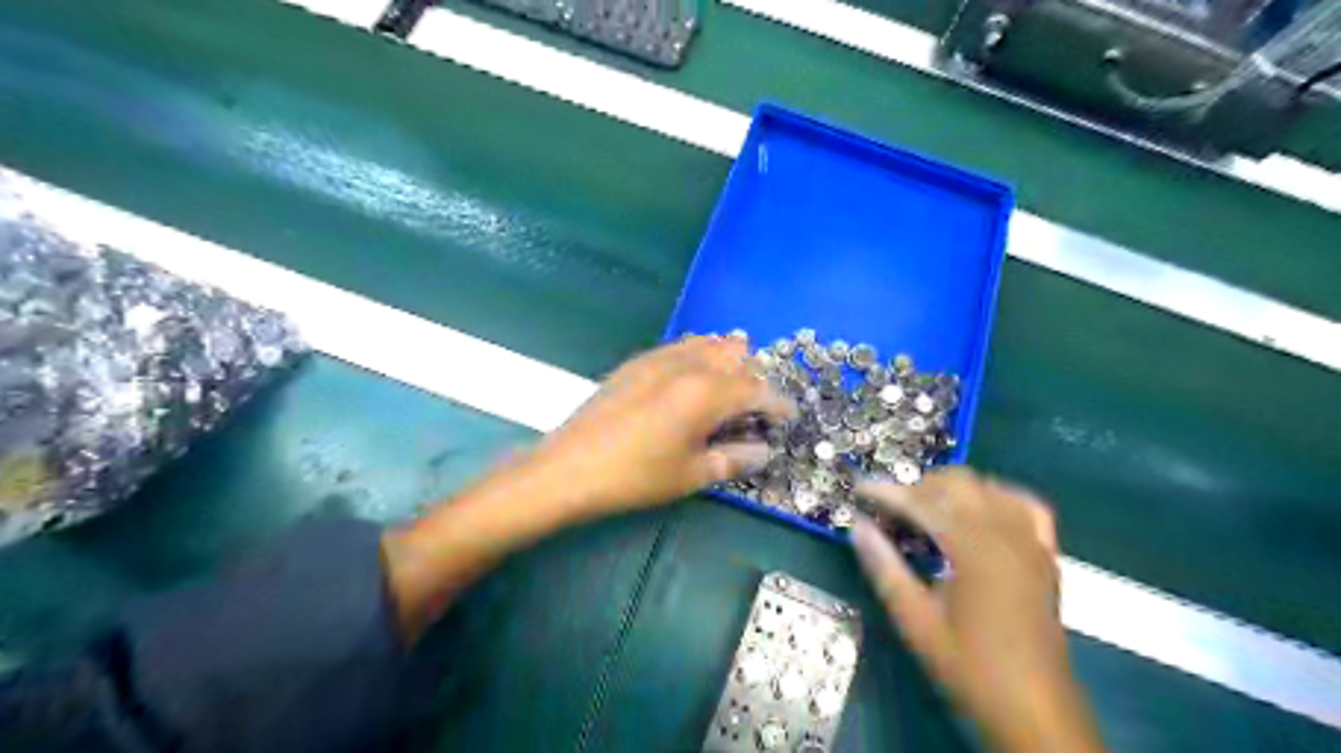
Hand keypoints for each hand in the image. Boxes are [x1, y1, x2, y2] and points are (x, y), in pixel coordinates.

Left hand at [527, 335, 792, 516]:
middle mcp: (689, 364)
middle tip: (755, 408)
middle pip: (737, 355)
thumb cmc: (636, 476)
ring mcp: (660, 357)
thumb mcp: (692, 474)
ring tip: (728, 388)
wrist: (570, 467)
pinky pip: (682, 345)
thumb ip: (735, 459)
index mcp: (708, 392)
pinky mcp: (638, 361)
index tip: (789, 417)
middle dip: (754, 377)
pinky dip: (700, 355)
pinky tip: (693, 378)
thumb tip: (764, 452)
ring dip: (728, 360)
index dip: (778, 403)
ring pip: (709, 343)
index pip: (758, 389)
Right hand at [852, 471, 1105, 752]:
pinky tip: (978, 511)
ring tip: (924, 512)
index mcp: (973, 548)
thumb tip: (857, 527)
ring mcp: (1030, 541)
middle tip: (889, 510)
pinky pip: (1023, 504)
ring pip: (988, 487)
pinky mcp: (1045, 554)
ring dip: (952, 490)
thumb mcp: (916, 622)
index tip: (858, 490)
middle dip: (918, 487)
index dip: (886, 493)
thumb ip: (884, 568)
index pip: (922, 502)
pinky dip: (996, 497)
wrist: (1036, 710)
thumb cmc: (970, 668)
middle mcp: (1005, 533)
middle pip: (958, 483)